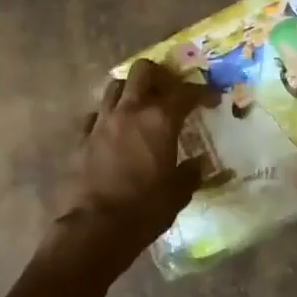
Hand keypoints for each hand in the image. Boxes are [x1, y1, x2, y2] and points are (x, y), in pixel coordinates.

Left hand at [62, 59, 214, 255]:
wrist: (98, 226)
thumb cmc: (146, 208)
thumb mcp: (179, 193)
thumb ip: (191, 173)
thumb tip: (199, 164)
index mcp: (160, 120)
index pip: (185, 92)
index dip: (202, 92)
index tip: (213, 97)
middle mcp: (130, 111)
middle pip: (143, 71)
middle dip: (159, 75)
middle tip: (170, 90)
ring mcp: (103, 121)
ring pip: (115, 86)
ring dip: (131, 89)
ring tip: (142, 104)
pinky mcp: (84, 137)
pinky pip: (97, 113)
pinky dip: (109, 114)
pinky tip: (116, 128)